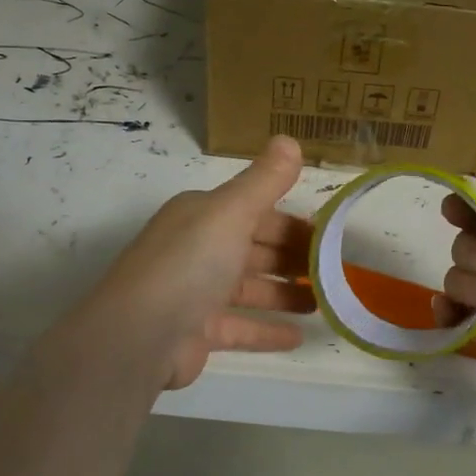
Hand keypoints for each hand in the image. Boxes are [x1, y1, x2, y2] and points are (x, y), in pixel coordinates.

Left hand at [96, 136, 314, 388]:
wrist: (139, 334)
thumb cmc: (190, 263)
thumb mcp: (231, 211)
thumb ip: (264, 180)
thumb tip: (289, 139)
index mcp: (203, 216)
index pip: (256, 212)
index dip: (293, 223)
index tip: (330, 237)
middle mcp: (197, 249)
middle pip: (255, 249)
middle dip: (293, 258)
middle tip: (336, 271)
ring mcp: (195, 293)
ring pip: (250, 289)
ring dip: (285, 294)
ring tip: (325, 302)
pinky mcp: (197, 333)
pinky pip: (240, 327)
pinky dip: (268, 330)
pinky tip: (299, 336)